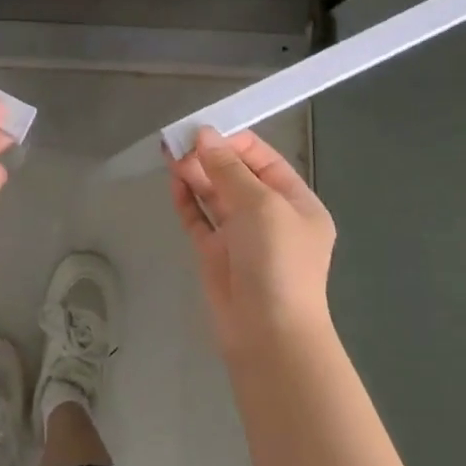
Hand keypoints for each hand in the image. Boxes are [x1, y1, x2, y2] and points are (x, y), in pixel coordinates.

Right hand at [168, 127, 336, 358]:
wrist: (269, 334)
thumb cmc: (277, 261)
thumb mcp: (261, 206)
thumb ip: (229, 169)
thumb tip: (203, 135)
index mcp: (296, 202)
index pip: (263, 160)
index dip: (233, 143)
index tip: (202, 131)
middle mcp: (269, 217)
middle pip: (236, 176)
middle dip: (209, 157)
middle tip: (177, 142)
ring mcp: (241, 237)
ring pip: (215, 195)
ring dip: (195, 174)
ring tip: (169, 154)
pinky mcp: (216, 255)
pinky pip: (199, 220)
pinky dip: (187, 200)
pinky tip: (174, 183)